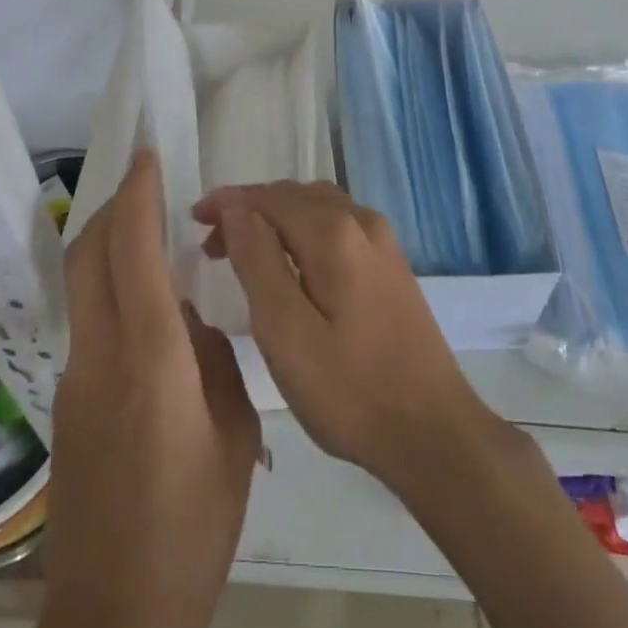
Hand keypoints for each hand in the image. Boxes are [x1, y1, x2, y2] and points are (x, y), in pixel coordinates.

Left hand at [32, 152, 259, 627]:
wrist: (114, 616)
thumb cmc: (193, 527)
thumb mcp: (232, 434)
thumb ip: (212, 360)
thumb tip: (190, 320)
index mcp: (150, 360)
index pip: (131, 251)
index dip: (137, 196)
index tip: (149, 158)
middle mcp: (100, 356)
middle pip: (86, 254)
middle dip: (111, 207)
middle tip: (146, 186)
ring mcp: (74, 380)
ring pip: (81, 285)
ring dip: (107, 246)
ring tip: (152, 239)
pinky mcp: (65, 404)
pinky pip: (88, 322)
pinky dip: (110, 290)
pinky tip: (149, 315)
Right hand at [193, 180, 496, 492]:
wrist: (433, 431)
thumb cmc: (349, 390)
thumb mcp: (285, 332)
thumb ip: (258, 261)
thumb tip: (236, 208)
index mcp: (334, 233)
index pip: (268, 197)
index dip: (228, 203)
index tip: (193, 219)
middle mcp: (361, 221)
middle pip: (294, 195)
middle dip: (249, 209)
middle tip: (211, 243)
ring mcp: (383, 241)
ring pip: (318, 206)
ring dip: (277, 217)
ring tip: (244, 249)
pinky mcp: (392, 264)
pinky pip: (338, 224)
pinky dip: (304, 229)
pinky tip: (292, 263)